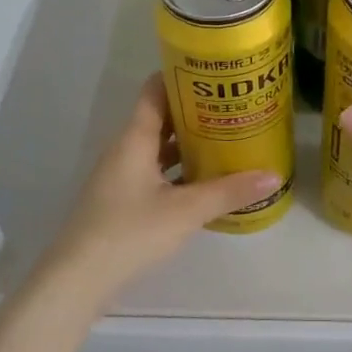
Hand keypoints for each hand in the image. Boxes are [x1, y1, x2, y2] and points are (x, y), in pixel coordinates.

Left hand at [41, 75, 281, 302]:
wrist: (79, 279)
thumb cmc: (130, 232)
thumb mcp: (186, 211)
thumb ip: (229, 192)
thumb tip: (273, 176)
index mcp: (134, 139)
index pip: (155, 91)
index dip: (181, 76)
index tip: (215, 73)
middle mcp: (125, 151)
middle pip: (161, 119)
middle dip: (195, 113)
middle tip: (233, 108)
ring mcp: (121, 177)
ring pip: (158, 149)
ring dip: (188, 144)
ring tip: (226, 140)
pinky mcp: (122, 202)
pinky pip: (155, 174)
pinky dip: (178, 172)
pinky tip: (205, 182)